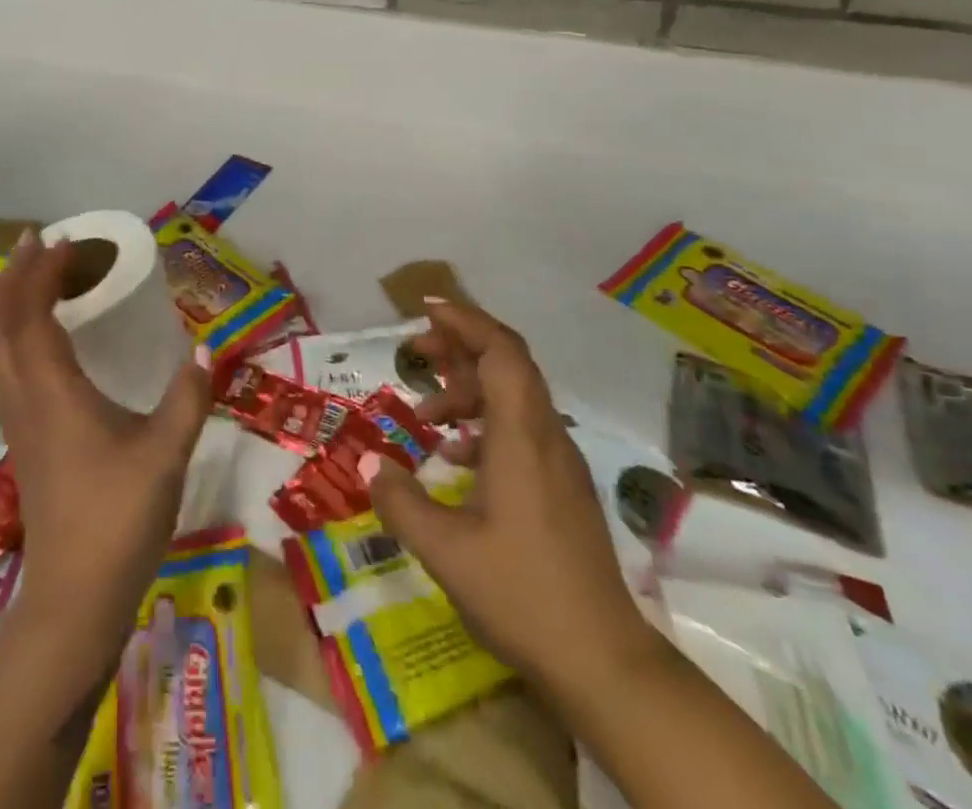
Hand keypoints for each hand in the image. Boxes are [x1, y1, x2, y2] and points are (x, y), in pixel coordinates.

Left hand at [0, 230, 211, 630]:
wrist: (76, 596)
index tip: (66, 241)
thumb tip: (205, 347)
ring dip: (8, 305)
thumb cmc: (119, 518)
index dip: (43, 274)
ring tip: (29, 277)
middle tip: (37, 242)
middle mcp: (27, 399)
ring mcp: (19, 423)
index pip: (34, 316)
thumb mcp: (166, 453)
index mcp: (54, 393)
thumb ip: (188, 396)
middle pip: (4, 326)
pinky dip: (12, 337)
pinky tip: (36, 339)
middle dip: (15, 278)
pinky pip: (5, 371)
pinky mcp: (23, 441)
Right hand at [363, 299, 661, 701]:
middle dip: (460, 346)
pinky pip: (521, 429)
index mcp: (521, 435)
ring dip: (469, 390)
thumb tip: (367, 460)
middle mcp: (545, 435)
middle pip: (508, 363)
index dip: (464, 320)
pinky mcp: (562, 486)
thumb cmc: (522, 593)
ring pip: (514, 396)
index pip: (500, 350)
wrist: (604, 662)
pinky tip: (457, 458)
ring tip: (426, 416)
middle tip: (415, 352)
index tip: (425, 309)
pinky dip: (485, 423)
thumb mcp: (445, 550)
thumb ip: (400, 499)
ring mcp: (559, 461)